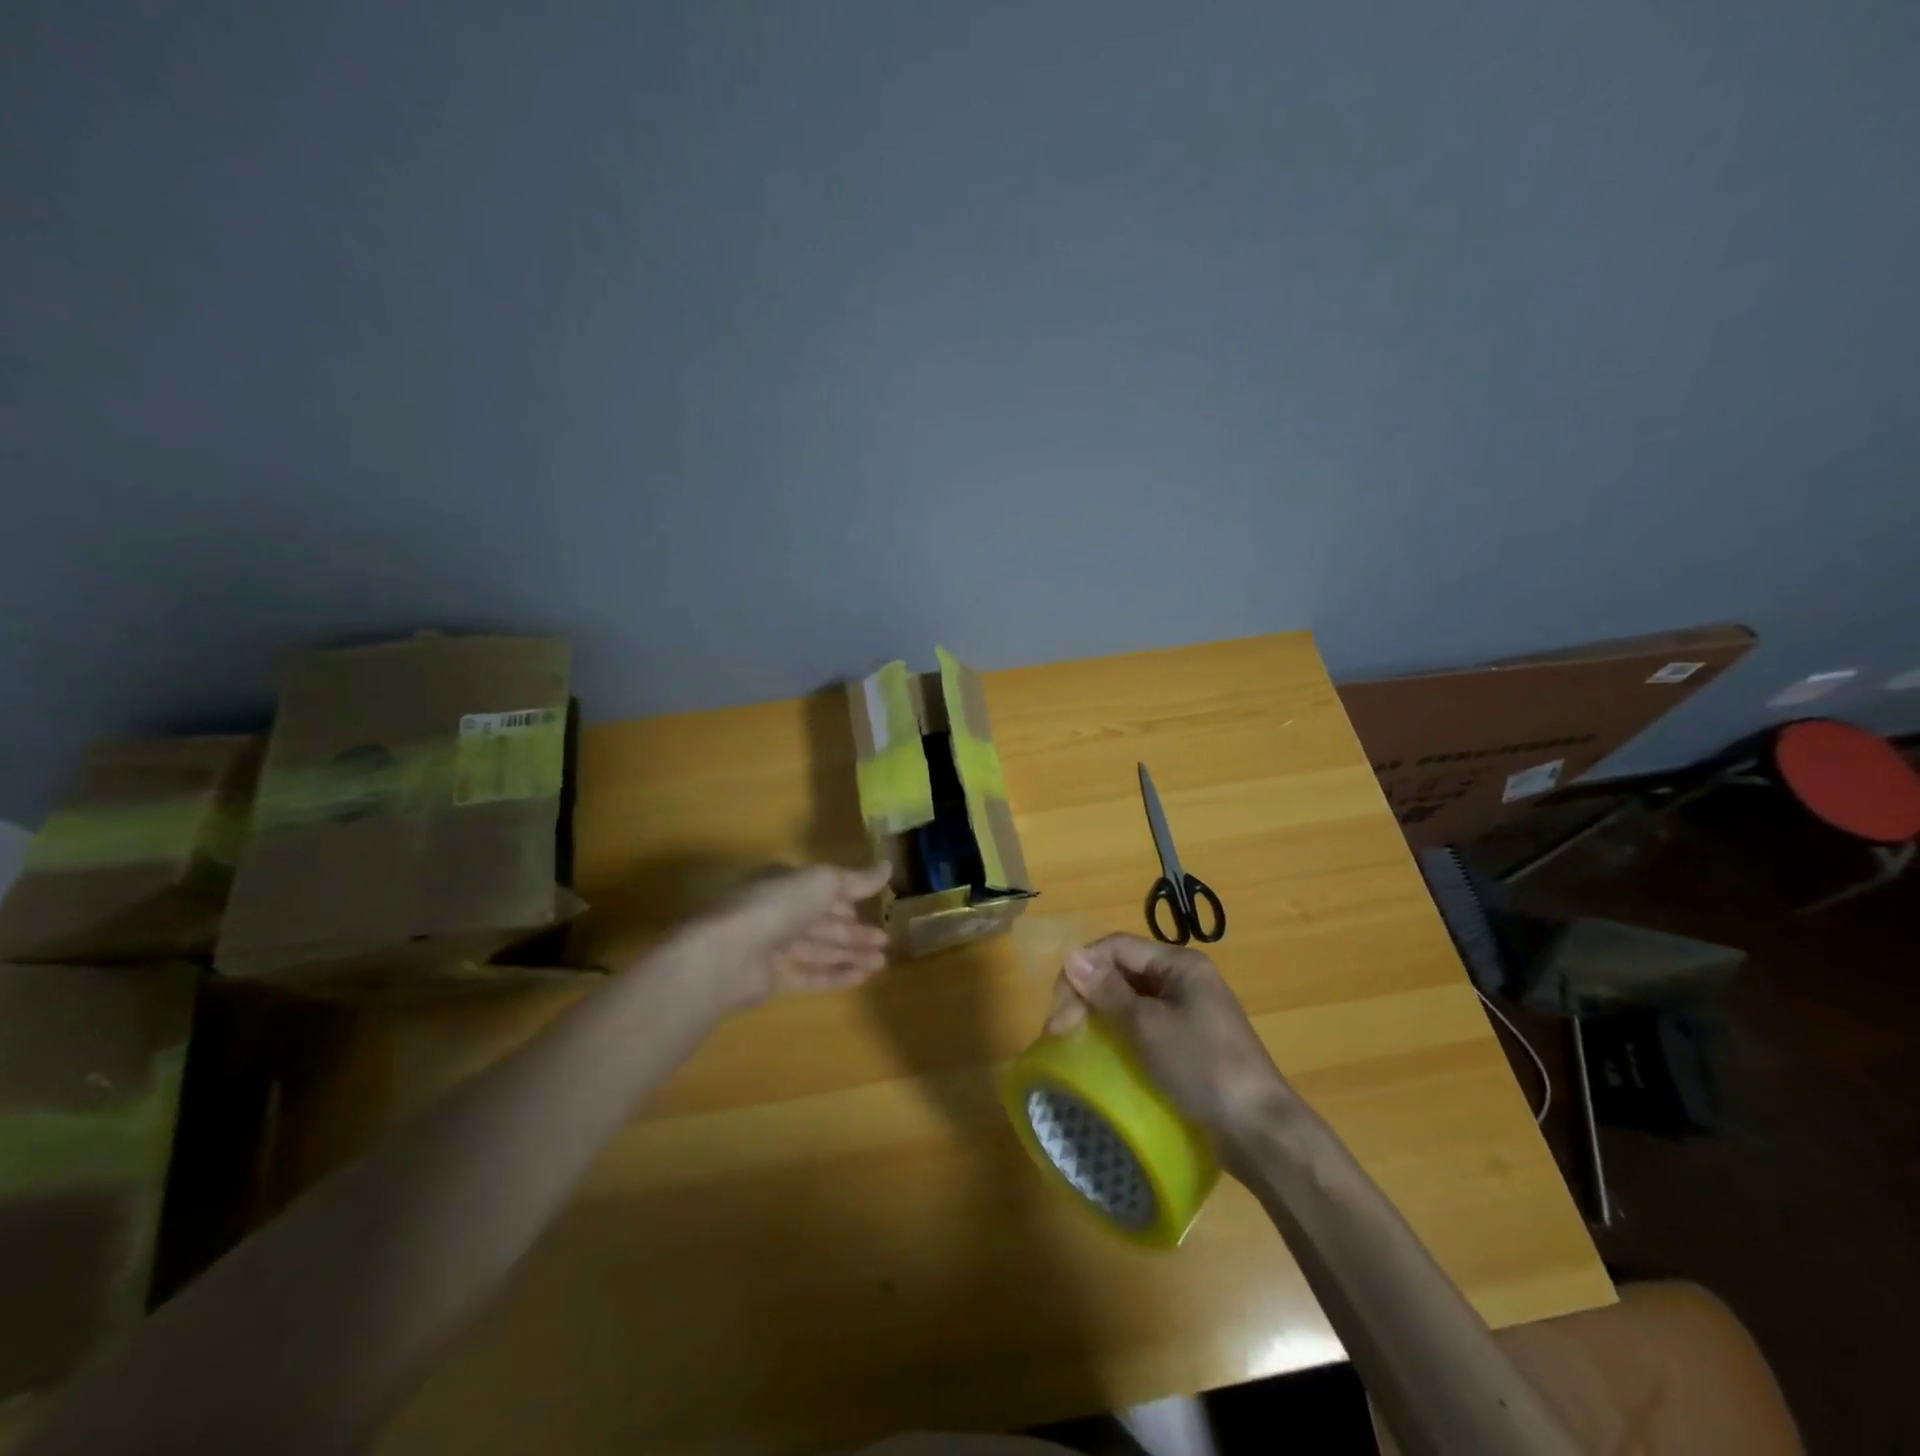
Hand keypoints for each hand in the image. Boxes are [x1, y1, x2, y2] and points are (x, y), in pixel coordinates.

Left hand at [682, 862, 892, 1010]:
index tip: (875, 908)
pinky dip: (835, 975)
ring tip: (882, 962)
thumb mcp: (823, 882)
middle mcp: (777, 912)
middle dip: (854, 931)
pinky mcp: (771, 978)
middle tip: (886, 940)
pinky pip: (809, 975)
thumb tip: (888, 865)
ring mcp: (773, 946)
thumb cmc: (776, 906)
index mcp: (785, 883)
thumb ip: (856, 878)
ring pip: (819, 949)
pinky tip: (862, 977)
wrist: (726, 955)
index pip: (821, 889)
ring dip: (851, 954)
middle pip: (823, 921)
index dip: (848, 898)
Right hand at [1045, 933, 1294, 1163]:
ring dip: (1099, 1015)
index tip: (1059, 1011)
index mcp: (1179, 964)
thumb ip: (1108, 990)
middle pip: (1121, 971)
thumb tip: (1072, 955)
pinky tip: (1104, 1055)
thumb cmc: (1202, 1068)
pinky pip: (1143, 1025)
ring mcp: (1189, 1011)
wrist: (1259, 1132)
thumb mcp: (1147, 1027)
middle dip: (1086, 995)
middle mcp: (1184, 979)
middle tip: (1059, 1033)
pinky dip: (1119, 1034)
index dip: (1081, 971)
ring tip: (1074, 1042)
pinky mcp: (1189, 1042)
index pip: (1116, 948)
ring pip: (1129, 999)